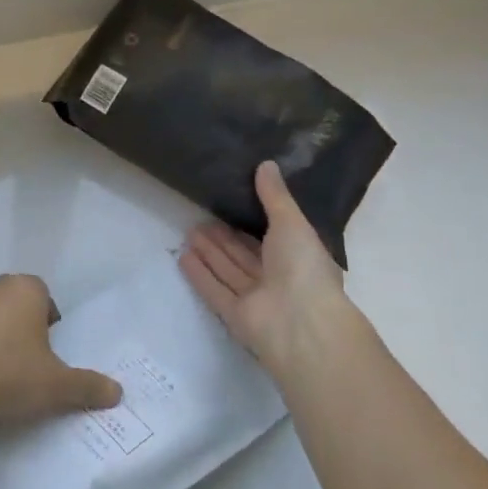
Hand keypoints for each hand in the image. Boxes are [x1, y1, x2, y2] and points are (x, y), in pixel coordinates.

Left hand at [0, 274, 121, 428]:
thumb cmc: (5, 373)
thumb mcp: (55, 385)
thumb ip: (87, 386)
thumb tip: (117, 392)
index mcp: (25, 288)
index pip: (48, 301)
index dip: (52, 328)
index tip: (51, 358)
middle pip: (20, 309)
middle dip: (27, 334)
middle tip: (32, 369)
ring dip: (0, 342)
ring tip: (4, 379)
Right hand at [181, 161, 354, 378]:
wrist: (301, 325)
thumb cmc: (303, 267)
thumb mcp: (292, 222)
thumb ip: (275, 196)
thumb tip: (265, 164)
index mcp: (300, 257)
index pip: (275, 236)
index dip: (254, 221)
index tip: (233, 202)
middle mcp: (280, 278)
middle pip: (247, 255)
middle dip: (225, 237)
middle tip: (202, 216)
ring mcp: (257, 299)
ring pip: (230, 271)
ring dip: (211, 253)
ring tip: (189, 230)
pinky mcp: (236, 316)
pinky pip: (216, 291)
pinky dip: (201, 275)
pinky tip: (184, 257)